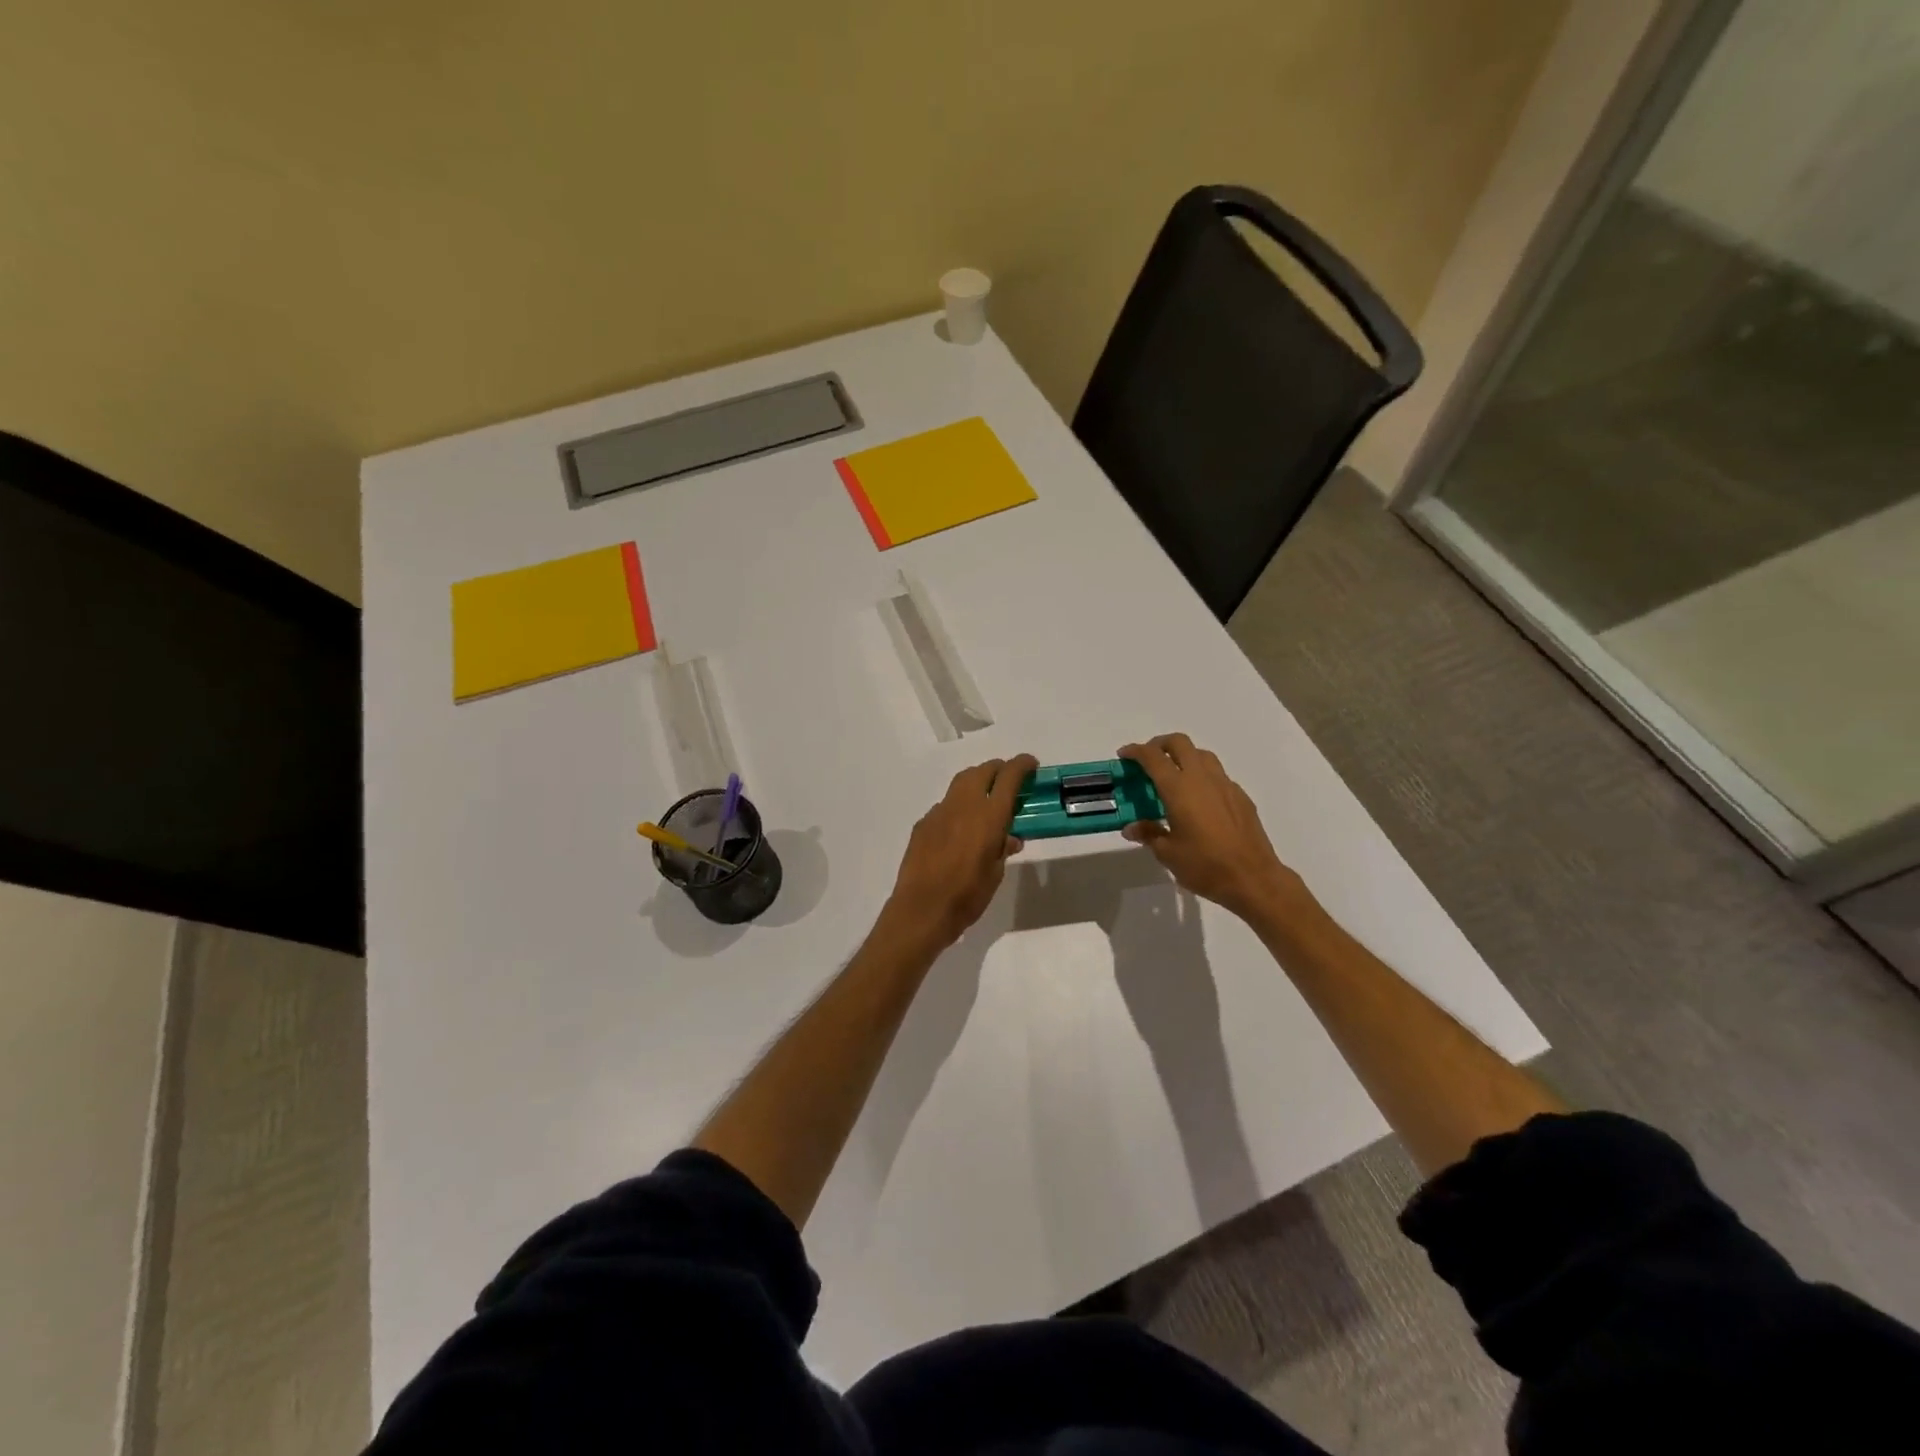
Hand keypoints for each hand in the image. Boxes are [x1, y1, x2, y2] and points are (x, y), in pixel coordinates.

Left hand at [880, 754, 1035, 954]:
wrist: (921, 910)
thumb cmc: (967, 896)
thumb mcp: (995, 874)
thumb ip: (1002, 849)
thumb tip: (1009, 838)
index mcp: (988, 817)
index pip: (1008, 777)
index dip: (1022, 765)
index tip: (1031, 764)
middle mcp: (963, 806)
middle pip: (982, 770)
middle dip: (998, 768)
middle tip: (1009, 778)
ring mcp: (939, 812)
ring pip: (961, 783)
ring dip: (977, 782)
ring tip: (986, 797)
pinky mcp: (923, 824)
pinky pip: (945, 805)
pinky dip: (958, 806)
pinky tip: (960, 827)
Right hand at [1118, 734, 1306, 922]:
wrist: (1253, 879)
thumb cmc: (1205, 866)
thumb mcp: (1167, 853)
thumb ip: (1149, 833)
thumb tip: (1131, 828)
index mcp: (1178, 789)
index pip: (1153, 757)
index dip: (1135, 751)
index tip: (1124, 755)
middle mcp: (1202, 778)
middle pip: (1179, 743)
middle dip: (1160, 744)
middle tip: (1148, 759)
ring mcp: (1225, 785)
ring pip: (1202, 754)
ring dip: (1184, 756)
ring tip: (1174, 776)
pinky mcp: (1240, 796)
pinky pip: (1218, 775)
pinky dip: (1203, 776)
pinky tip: (1199, 800)